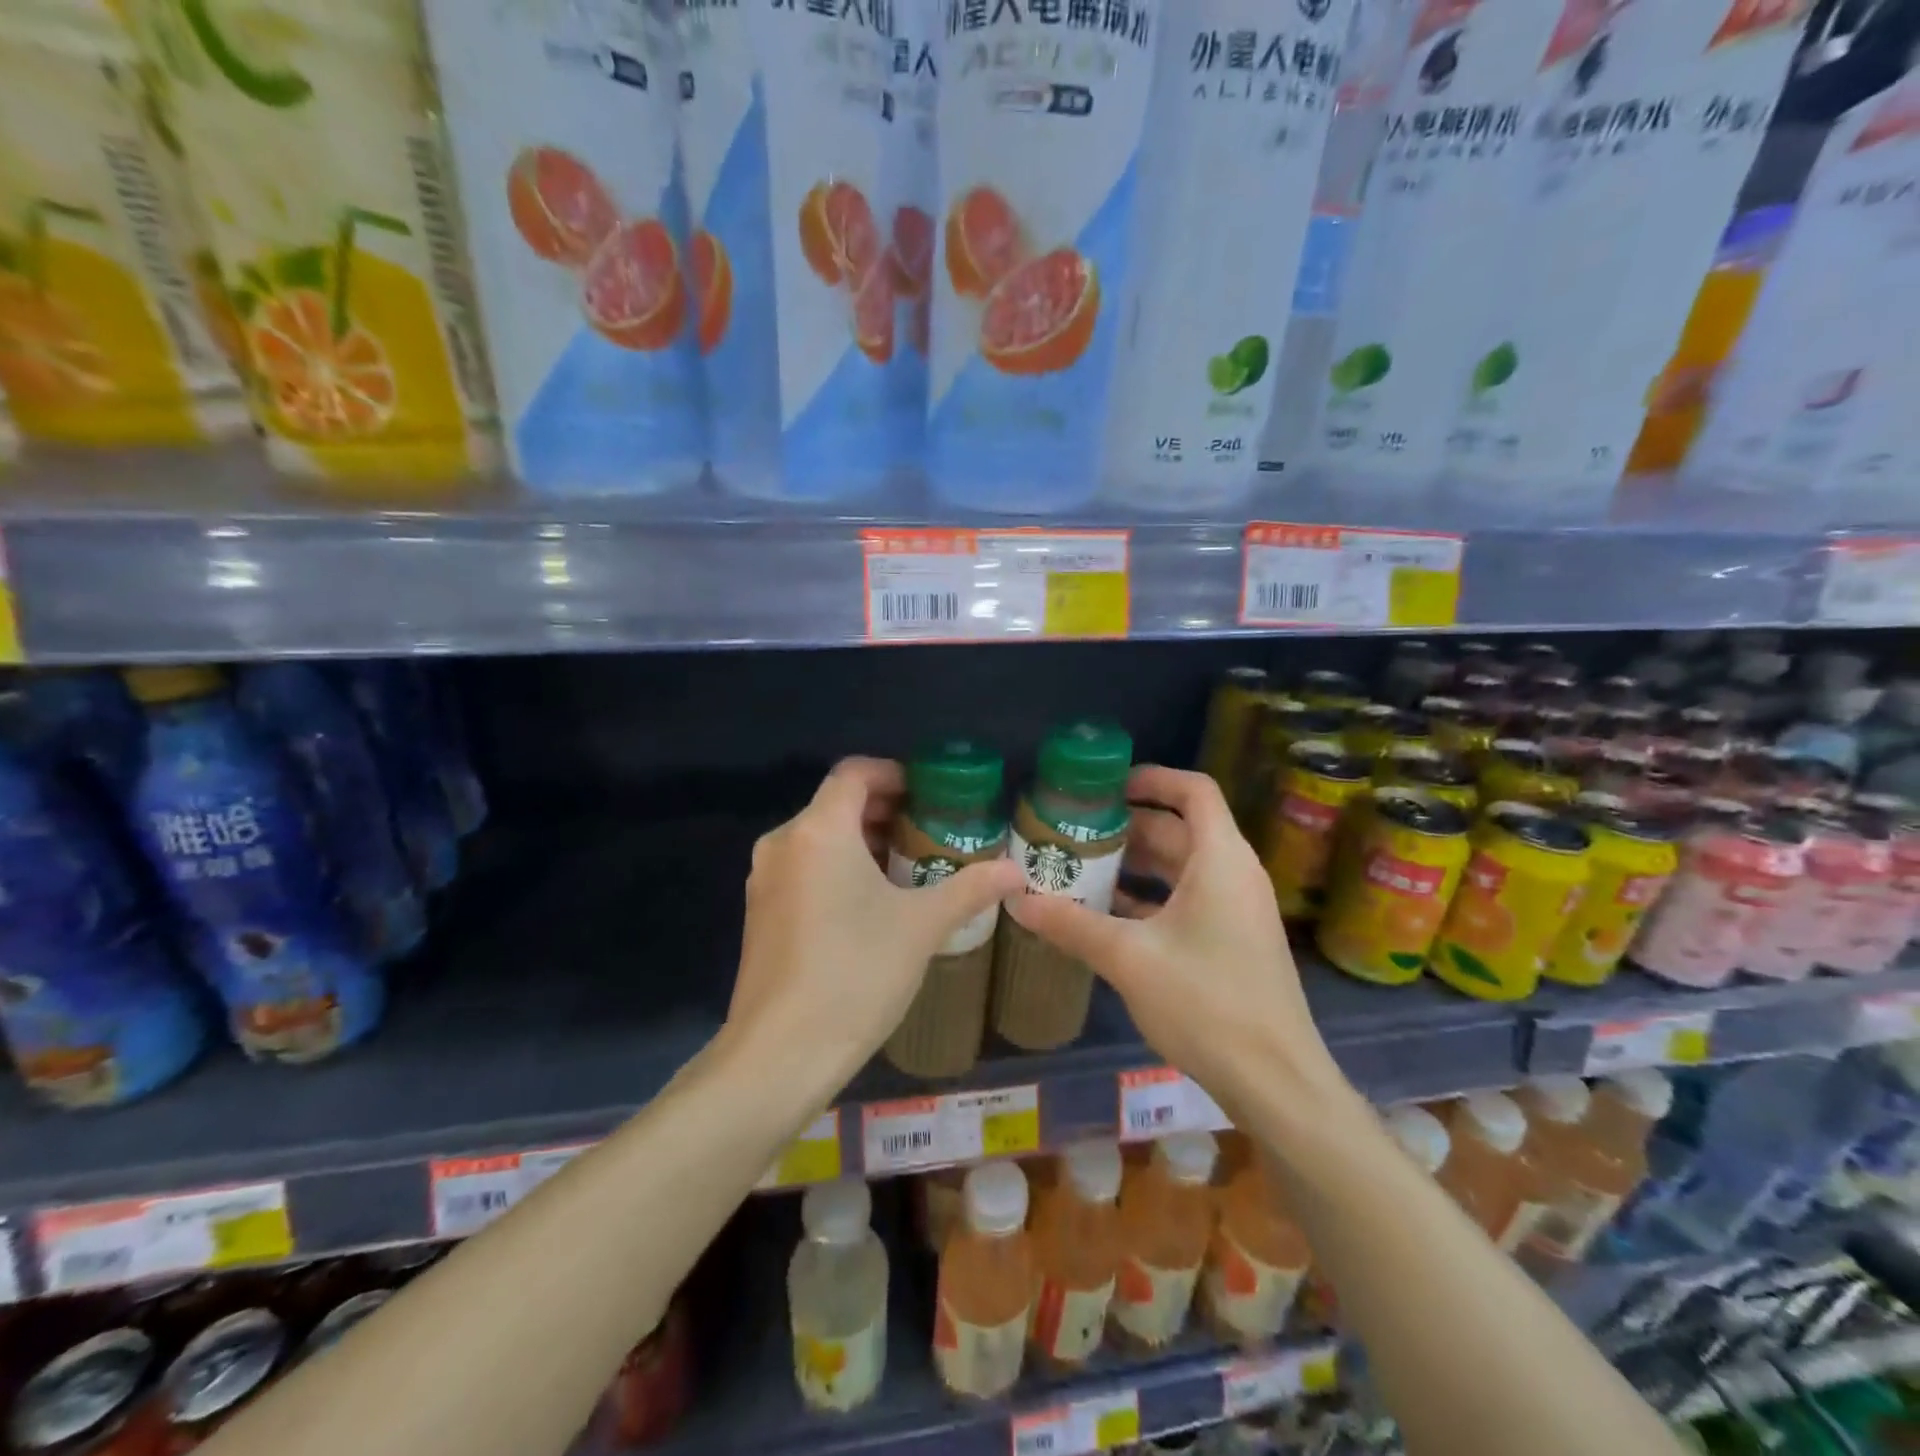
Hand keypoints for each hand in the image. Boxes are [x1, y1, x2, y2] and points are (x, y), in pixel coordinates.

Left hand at [726, 757, 1024, 1090]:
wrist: (781, 1053)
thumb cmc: (856, 972)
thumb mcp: (922, 926)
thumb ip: (970, 889)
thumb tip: (1016, 872)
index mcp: (819, 831)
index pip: (854, 773)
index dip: (894, 774)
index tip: (930, 795)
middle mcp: (783, 844)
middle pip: (836, 804)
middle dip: (884, 811)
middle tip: (929, 831)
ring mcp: (764, 880)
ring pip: (819, 839)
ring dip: (863, 842)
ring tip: (908, 867)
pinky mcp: (759, 913)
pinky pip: (804, 868)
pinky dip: (838, 868)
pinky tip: (870, 904)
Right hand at [1006, 765, 1344, 1109]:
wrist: (1276, 1082)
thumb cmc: (1207, 1002)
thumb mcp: (1130, 958)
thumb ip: (1072, 924)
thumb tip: (1017, 901)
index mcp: (1220, 859)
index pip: (1193, 791)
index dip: (1151, 778)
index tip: (1106, 786)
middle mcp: (1233, 874)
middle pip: (1179, 829)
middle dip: (1127, 826)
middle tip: (1075, 830)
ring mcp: (1236, 910)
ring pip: (1181, 868)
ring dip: (1134, 865)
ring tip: (1080, 867)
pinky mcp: (1232, 942)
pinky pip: (1187, 901)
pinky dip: (1149, 898)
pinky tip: (1105, 914)